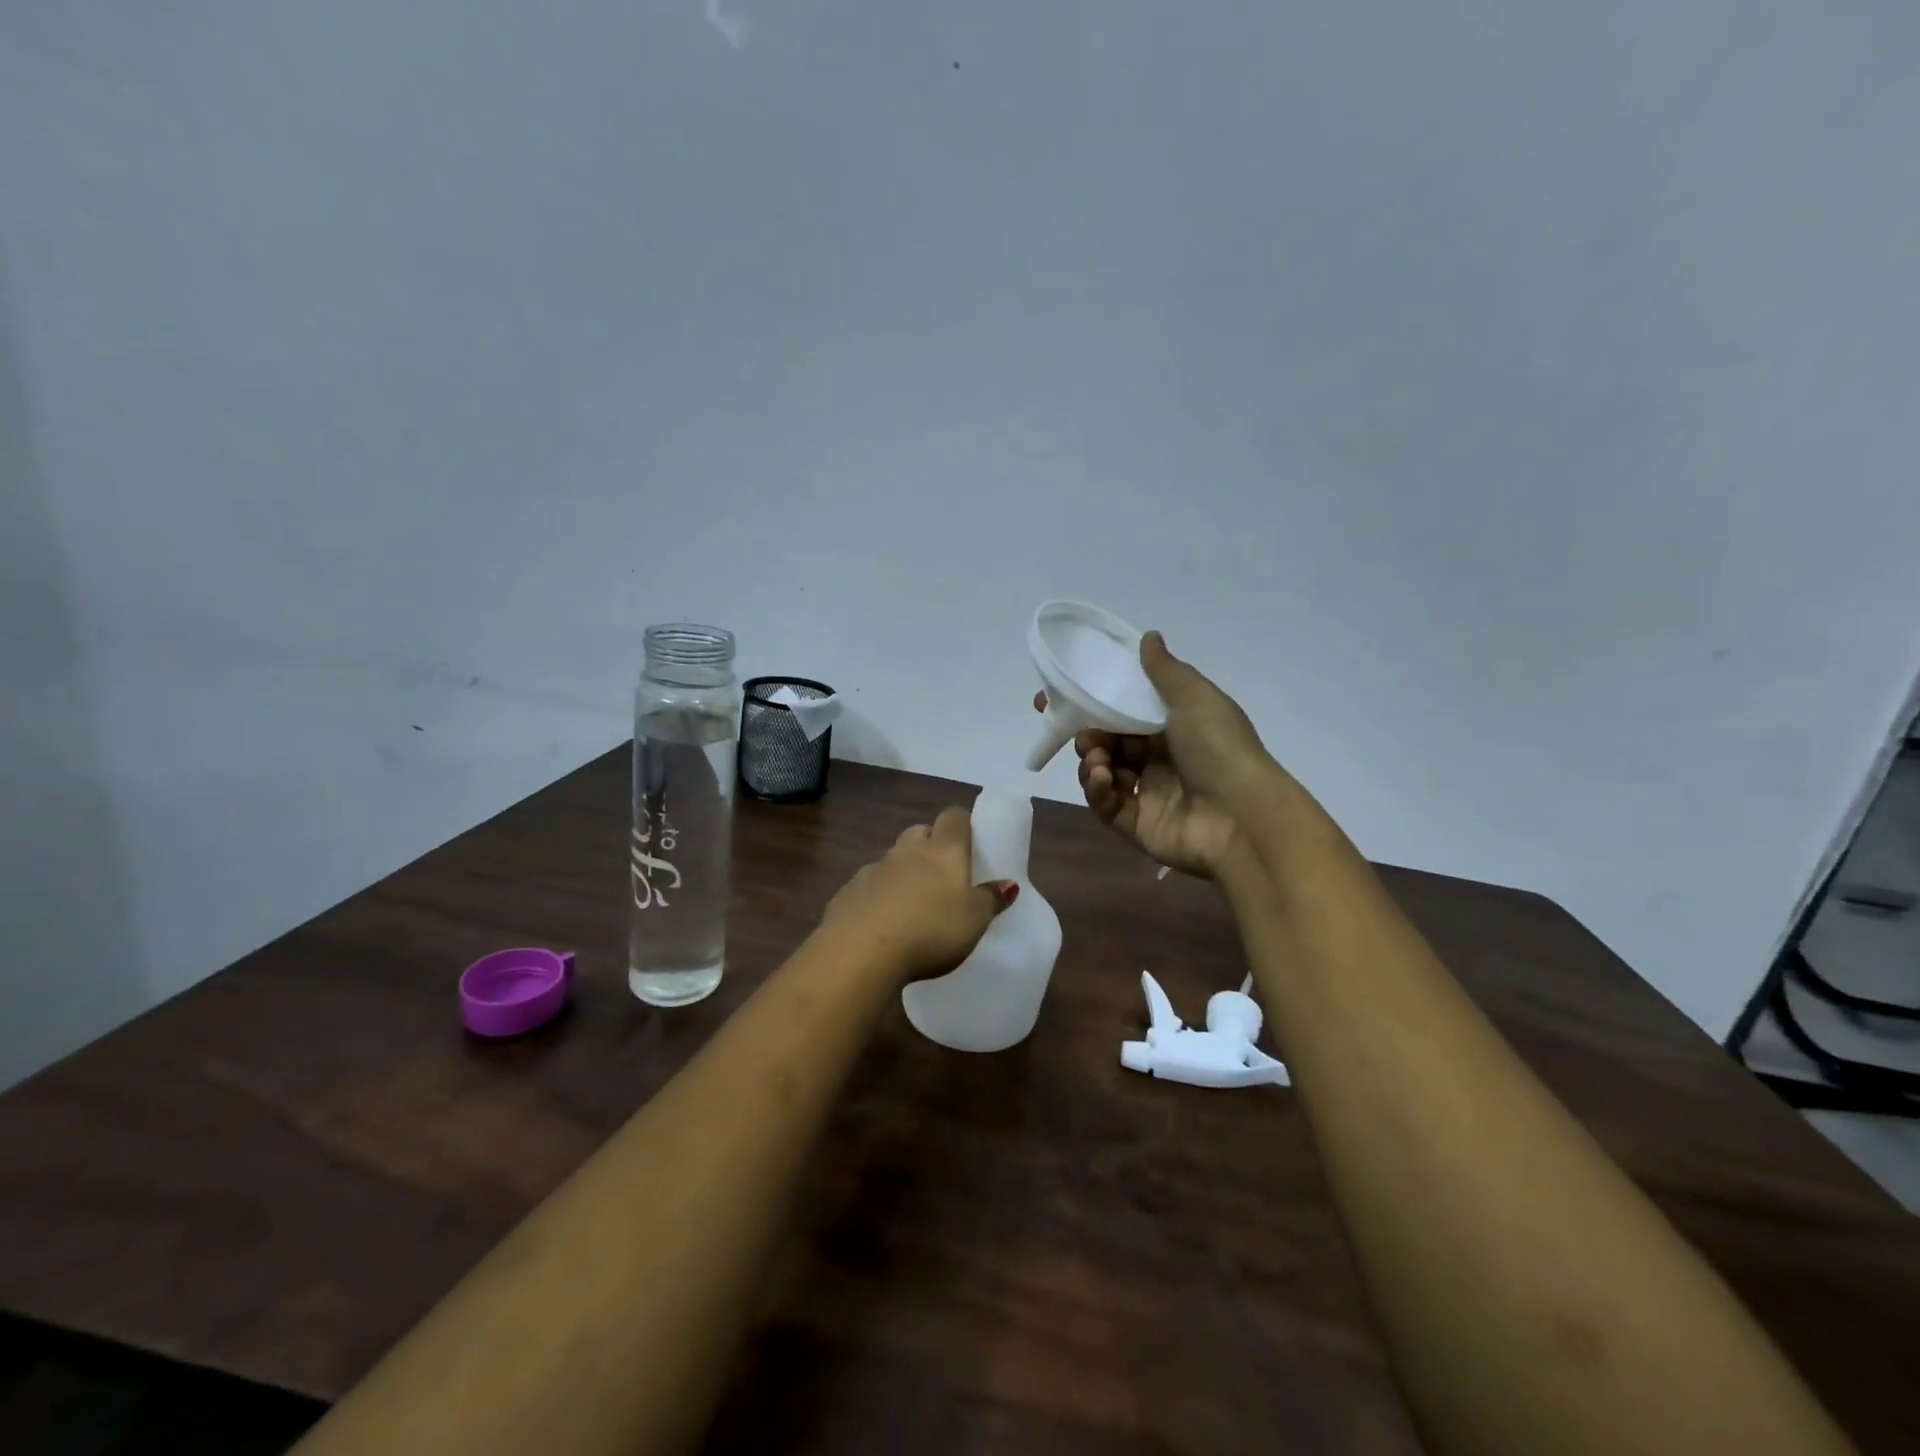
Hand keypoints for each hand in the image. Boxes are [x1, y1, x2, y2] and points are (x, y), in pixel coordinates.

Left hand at [819, 807, 1017, 981]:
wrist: (860, 952)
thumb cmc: (930, 930)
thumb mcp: (973, 921)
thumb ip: (990, 899)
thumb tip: (1007, 883)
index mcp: (942, 851)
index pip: (954, 818)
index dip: (962, 825)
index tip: (969, 842)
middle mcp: (906, 851)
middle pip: (919, 832)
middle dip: (929, 845)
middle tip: (942, 875)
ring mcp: (873, 869)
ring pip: (892, 859)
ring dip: (902, 872)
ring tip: (912, 905)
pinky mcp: (847, 892)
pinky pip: (868, 886)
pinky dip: (877, 896)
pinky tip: (882, 924)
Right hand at [1039, 631, 1280, 878]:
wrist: (1242, 816)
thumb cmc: (1219, 748)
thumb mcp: (1194, 698)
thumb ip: (1165, 670)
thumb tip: (1148, 637)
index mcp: (1175, 727)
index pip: (1126, 711)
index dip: (1093, 703)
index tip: (1057, 698)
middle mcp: (1161, 759)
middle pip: (1110, 742)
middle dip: (1089, 736)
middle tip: (1082, 735)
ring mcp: (1150, 795)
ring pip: (1105, 773)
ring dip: (1092, 763)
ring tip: (1095, 760)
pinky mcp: (1139, 826)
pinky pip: (1108, 806)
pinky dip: (1099, 790)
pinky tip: (1102, 779)